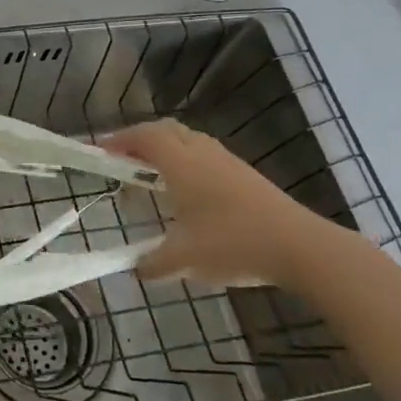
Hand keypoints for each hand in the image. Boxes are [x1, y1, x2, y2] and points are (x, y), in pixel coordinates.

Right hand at [99, 120, 338, 288]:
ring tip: (152, 174)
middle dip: (140, 139)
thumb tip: (136, 270)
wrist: (299, 247)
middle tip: (124, 159)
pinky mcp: (246, 175)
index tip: (101, 151)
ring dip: (166, 149)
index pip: (144, 136)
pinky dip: (187, 161)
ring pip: (189, 140)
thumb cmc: (233, 244)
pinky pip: (205, 155)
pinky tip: (188, 191)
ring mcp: (227, 162)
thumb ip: (154, 264)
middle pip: (166, 130)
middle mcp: (202, 153)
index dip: (119, 140)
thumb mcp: (185, 260)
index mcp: (181, 164)